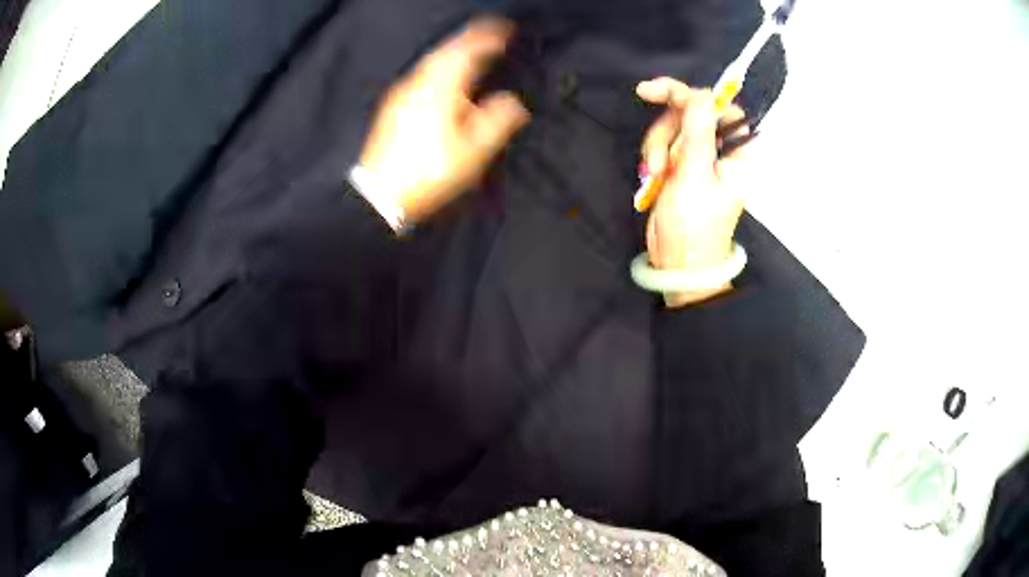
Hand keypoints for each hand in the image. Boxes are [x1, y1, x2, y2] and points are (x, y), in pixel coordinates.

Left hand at [359, 17, 530, 223]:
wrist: (380, 192)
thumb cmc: (428, 171)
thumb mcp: (472, 151)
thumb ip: (496, 121)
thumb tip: (512, 101)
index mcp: (441, 88)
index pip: (467, 51)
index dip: (487, 38)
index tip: (505, 30)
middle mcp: (419, 83)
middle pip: (445, 50)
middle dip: (469, 40)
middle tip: (489, 36)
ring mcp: (402, 94)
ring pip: (430, 61)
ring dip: (453, 52)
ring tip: (470, 54)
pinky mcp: (393, 107)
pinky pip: (420, 75)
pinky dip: (438, 67)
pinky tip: (443, 79)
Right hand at [636, 78, 752, 306]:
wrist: (679, 264)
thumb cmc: (694, 226)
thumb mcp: (695, 176)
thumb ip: (698, 132)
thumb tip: (699, 94)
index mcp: (738, 153)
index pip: (719, 107)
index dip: (690, 95)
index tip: (655, 93)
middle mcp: (723, 151)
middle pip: (691, 113)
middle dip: (666, 129)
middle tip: (654, 158)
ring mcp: (702, 158)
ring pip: (674, 127)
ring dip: (657, 145)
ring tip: (655, 174)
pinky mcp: (683, 167)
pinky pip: (665, 144)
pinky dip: (655, 155)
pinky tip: (654, 176)